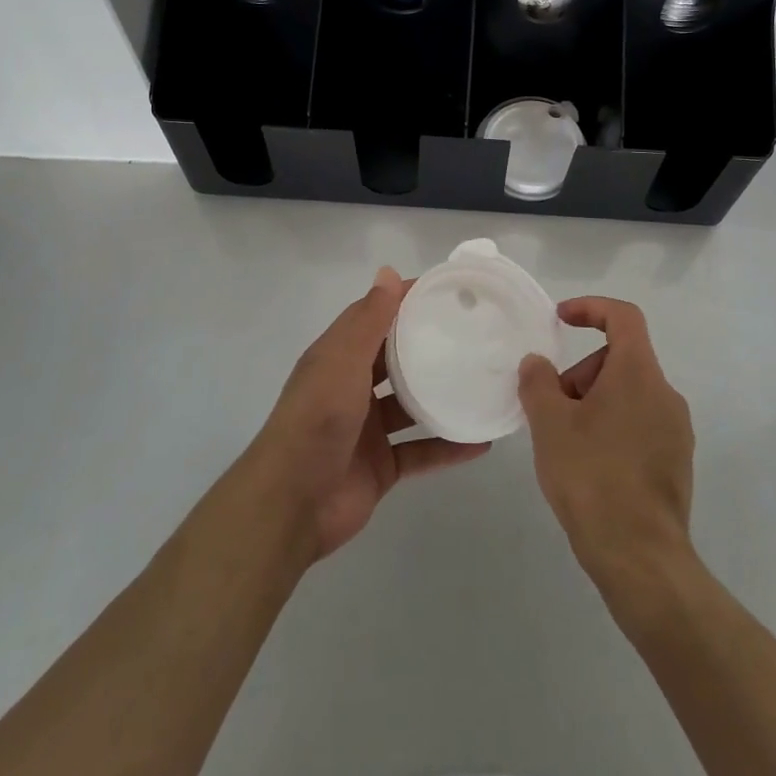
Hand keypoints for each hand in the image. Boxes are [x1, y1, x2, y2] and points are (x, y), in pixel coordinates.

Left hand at [246, 266, 489, 563]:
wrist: (292, 504)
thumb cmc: (317, 420)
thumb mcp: (342, 361)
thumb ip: (369, 320)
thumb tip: (387, 271)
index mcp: (337, 357)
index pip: (374, 317)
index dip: (405, 301)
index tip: (446, 291)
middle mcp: (352, 388)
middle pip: (395, 360)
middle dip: (428, 346)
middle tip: (475, 333)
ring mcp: (367, 429)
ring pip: (411, 405)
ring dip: (442, 396)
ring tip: (483, 382)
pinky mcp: (381, 465)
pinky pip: (421, 451)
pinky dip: (448, 447)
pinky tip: (482, 442)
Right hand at [518, 297, 695, 584]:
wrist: (640, 557)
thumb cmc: (592, 477)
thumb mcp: (550, 424)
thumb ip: (538, 382)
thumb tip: (537, 363)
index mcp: (639, 374)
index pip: (623, 317)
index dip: (591, 308)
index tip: (560, 319)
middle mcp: (665, 394)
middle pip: (621, 359)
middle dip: (581, 374)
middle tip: (551, 409)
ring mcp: (676, 430)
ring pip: (628, 394)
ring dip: (594, 403)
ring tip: (565, 443)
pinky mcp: (677, 461)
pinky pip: (639, 424)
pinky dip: (611, 427)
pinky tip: (589, 466)